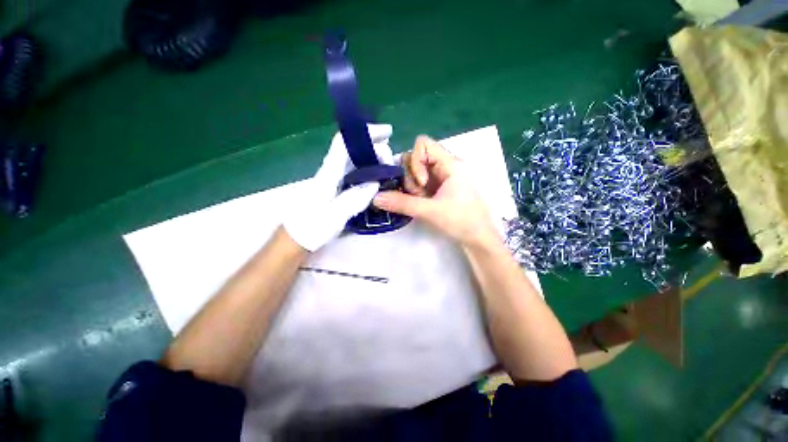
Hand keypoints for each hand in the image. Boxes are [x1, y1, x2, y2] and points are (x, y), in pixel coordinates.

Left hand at [284, 124, 393, 251]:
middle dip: (374, 146)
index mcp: (328, 174)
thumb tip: (375, 183)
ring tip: (390, 165)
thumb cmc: (311, 228)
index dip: (365, 133)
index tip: (386, 132)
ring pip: (354, 158)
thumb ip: (353, 199)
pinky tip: (378, 177)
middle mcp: (331, 171)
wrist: (296, 237)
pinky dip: (369, 169)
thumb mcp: (332, 217)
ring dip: (373, 157)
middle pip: (352, 148)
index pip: (344, 143)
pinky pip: (355, 171)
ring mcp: (333, 178)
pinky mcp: (336, 186)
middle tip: (392, 159)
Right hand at [373, 136, 500, 248]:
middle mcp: (445, 166)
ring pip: (416, 172)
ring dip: (413, 187)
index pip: (423, 144)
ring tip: (422, 202)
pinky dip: (416, 192)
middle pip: (416, 158)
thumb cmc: (461, 221)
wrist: (479, 239)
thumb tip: (375, 198)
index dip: (415, 160)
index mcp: (450, 164)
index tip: (421, 183)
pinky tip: (421, 204)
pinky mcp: (439, 188)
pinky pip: (420, 183)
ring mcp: (442, 177)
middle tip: (419, 195)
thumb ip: (402, 203)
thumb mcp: (430, 211)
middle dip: (412, 177)